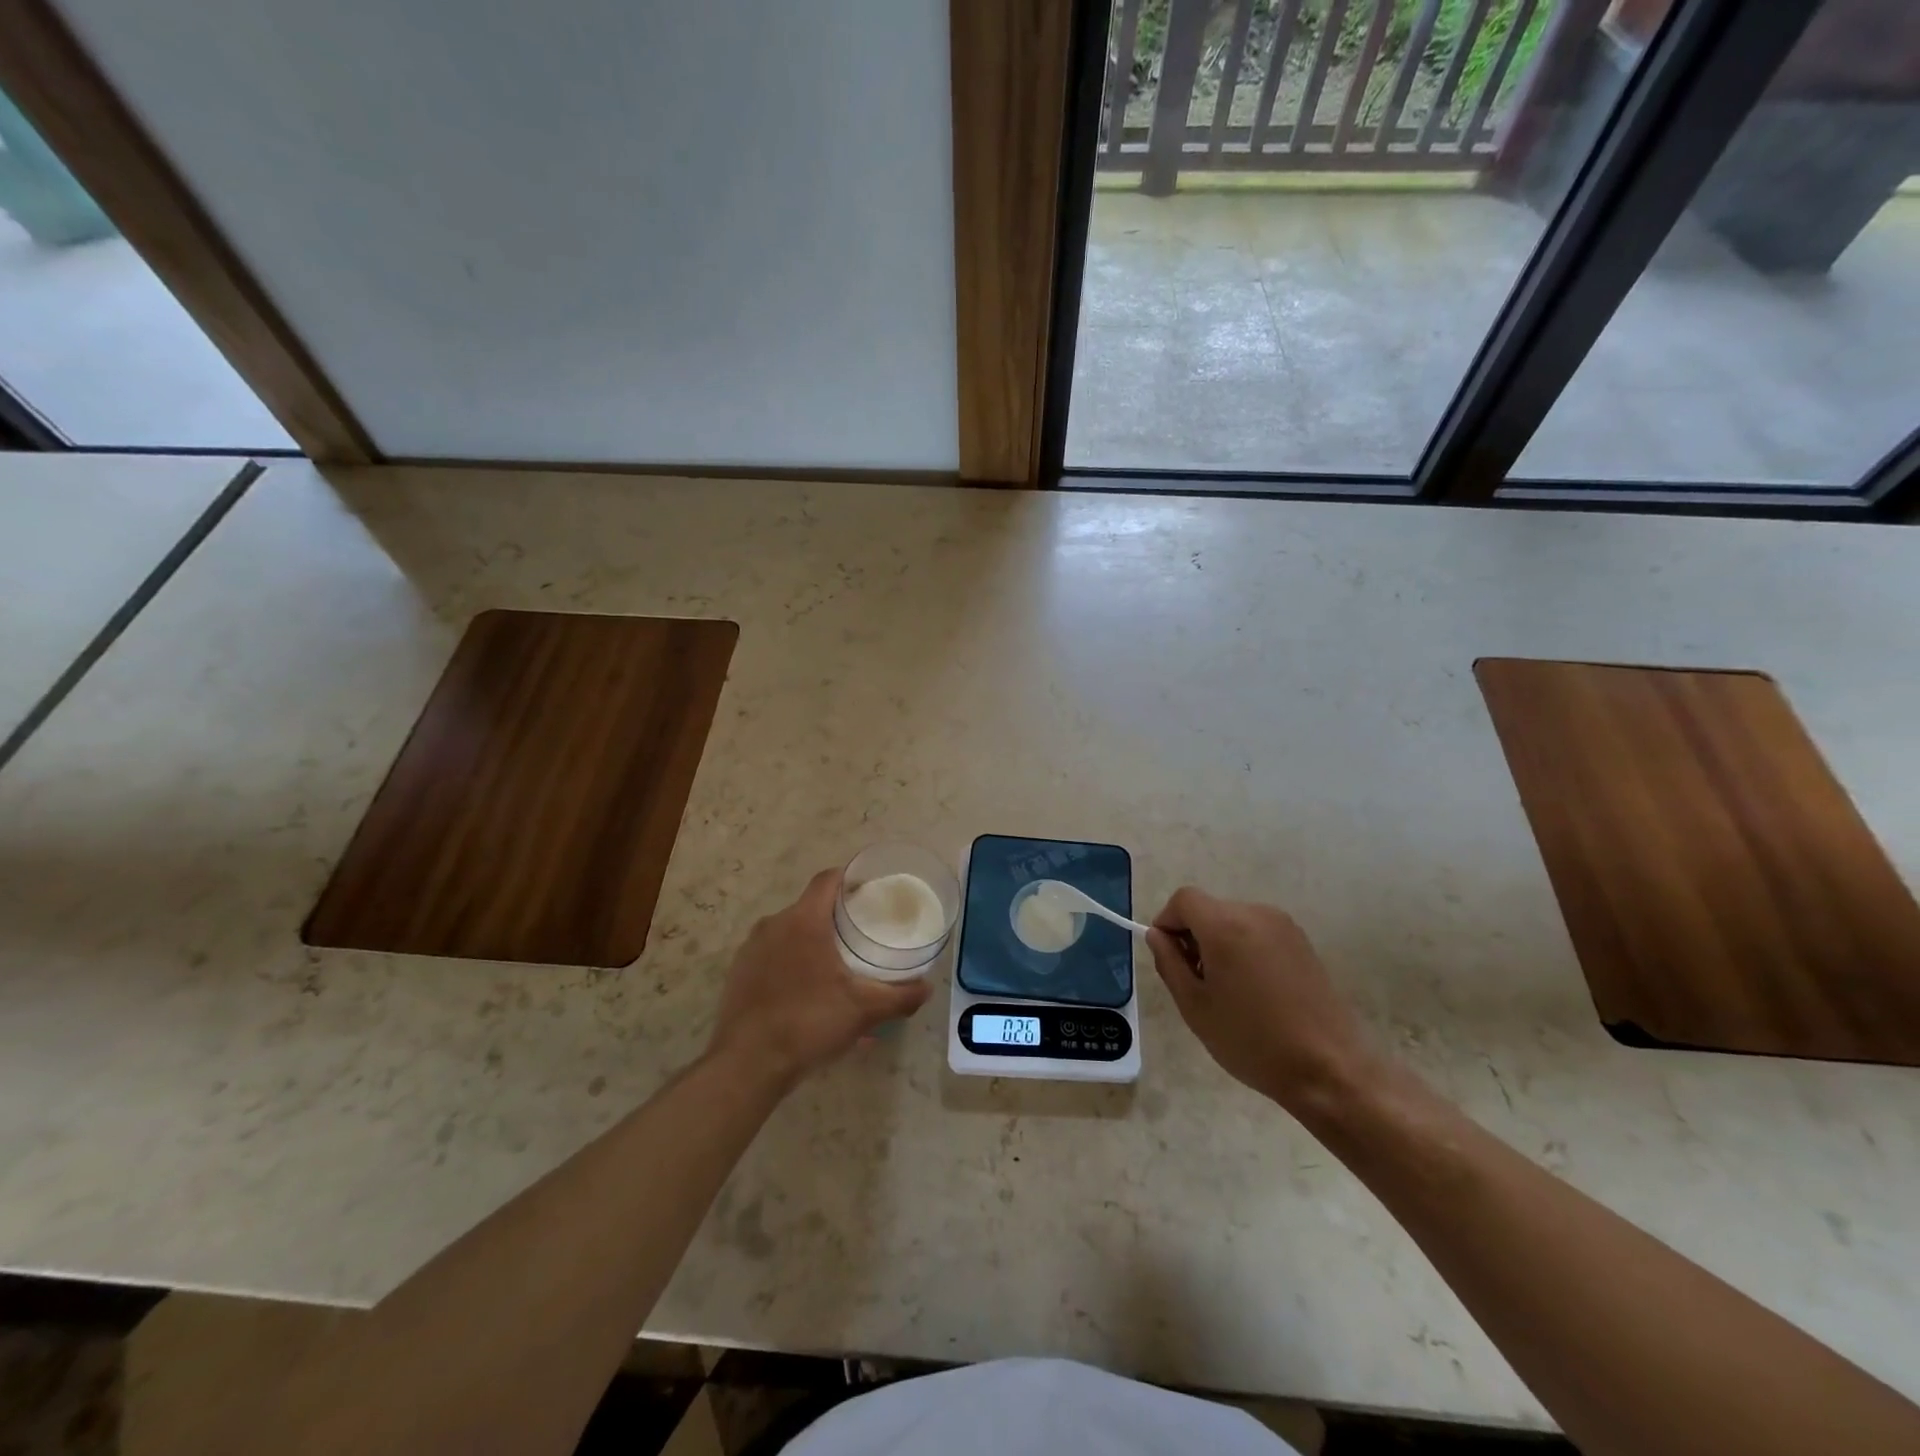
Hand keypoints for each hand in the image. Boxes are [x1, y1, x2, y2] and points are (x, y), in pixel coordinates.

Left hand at [709, 868, 930, 1088]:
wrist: (747, 1064)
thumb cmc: (809, 1022)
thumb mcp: (864, 1010)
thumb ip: (899, 996)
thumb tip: (926, 988)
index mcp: (804, 920)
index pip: (828, 880)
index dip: (850, 878)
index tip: (870, 890)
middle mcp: (774, 924)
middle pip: (810, 907)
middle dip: (835, 917)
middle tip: (861, 934)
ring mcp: (751, 949)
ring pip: (790, 934)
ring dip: (812, 943)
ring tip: (836, 967)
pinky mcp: (738, 973)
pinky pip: (772, 958)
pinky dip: (792, 966)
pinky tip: (808, 995)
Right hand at [1146, 886, 1376, 1112]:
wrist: (1329, 1070)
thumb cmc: (1252, 1041)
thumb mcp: (1195, 1006)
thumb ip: (1169, 963)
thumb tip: (1158, 936)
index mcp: (1226, 925)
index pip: (1183, 899)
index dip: (1168, 922)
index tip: (1169, 957)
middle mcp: (1256, 914)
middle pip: (1210, 909)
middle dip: (1194, 936)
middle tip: (1196, 982)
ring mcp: (1284, 927)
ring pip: (1234, 921)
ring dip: (1220, 943)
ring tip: (1228, 991)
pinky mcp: (1303, 943)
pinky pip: (1258, 933)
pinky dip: (1245, 950)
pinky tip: (1256, 992)